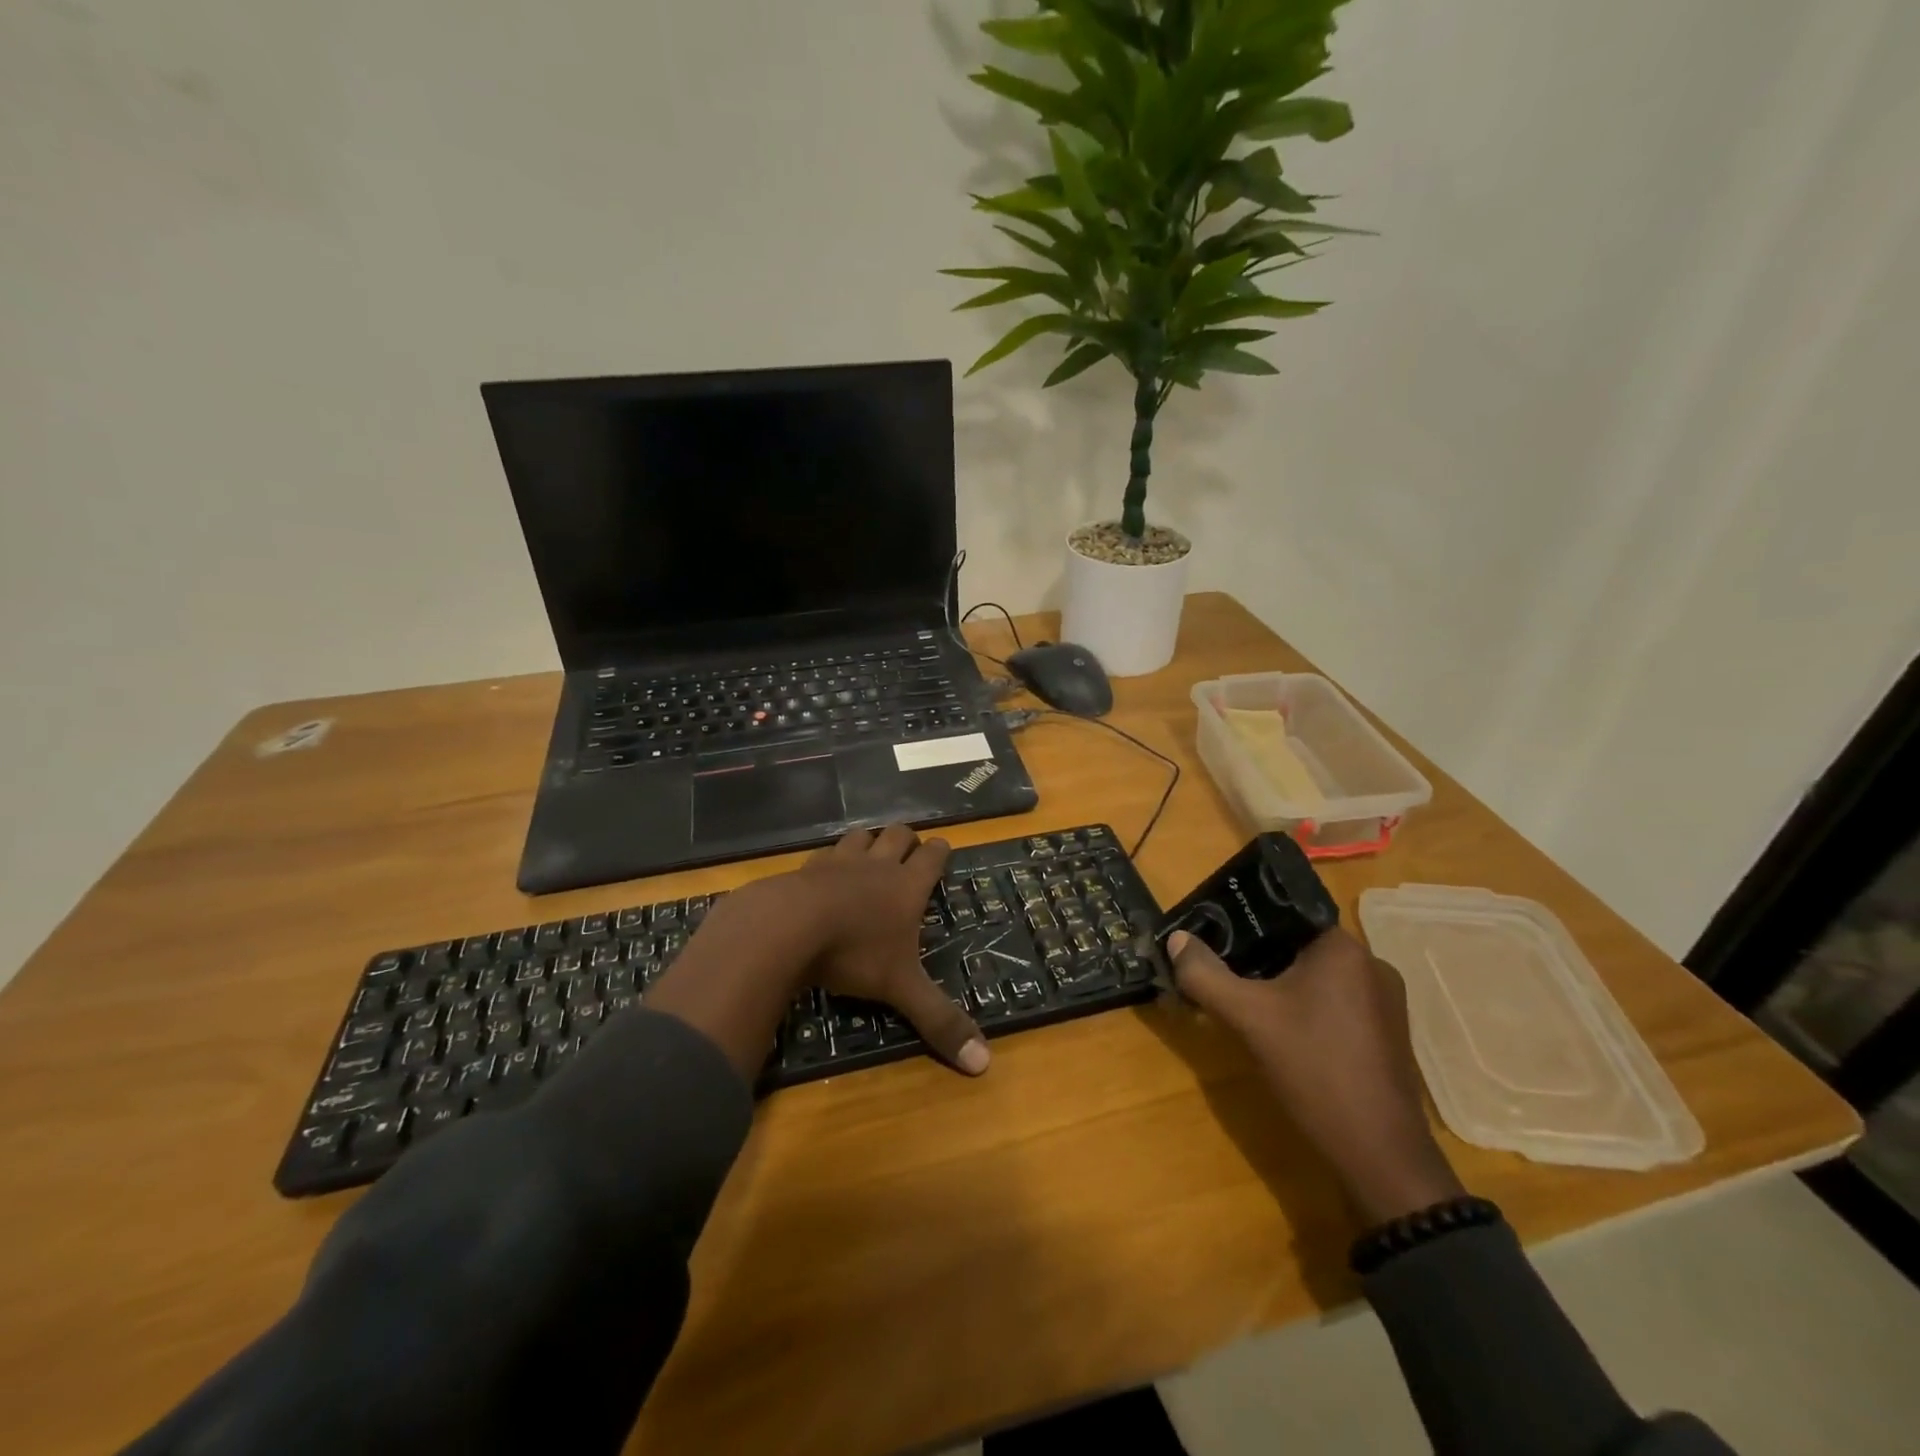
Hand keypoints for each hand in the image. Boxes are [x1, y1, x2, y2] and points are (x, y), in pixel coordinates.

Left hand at [791, 826, 989, 1074]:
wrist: (787, 927)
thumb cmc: (854, 953)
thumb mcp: (900, 989)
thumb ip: (939, 1020)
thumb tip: (984, 1063)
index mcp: (907, 886)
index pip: (932, 856)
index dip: (940, 852)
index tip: (942, 850)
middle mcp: (877, 866)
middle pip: (898, 835)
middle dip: (906, 840)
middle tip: (909, 851)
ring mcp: (839, 862)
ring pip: (861, 836)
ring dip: (869, 841)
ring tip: (870, 853)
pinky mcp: (806, 867)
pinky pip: (824, 852)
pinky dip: (830, 858)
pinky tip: (824, 872)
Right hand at [1168, 926, 1463, 1224]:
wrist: (1379, 1154)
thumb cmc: (1314, 1070)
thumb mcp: (1248, 1018)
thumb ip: (1205, 974)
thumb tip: (1176, 940)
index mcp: (1344, 948)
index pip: (1286, 914)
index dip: (1246, 922)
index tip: (1215, 936)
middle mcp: (1371, 964)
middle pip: (1299, 946)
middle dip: (1258, 957)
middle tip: (1222, 971)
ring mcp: (1385, 1002)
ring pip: (1318, 977)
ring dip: (1281, 985)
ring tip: (1246, 1002)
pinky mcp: (1387, 1035)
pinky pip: (1336, 1003)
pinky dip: (1306, 1009)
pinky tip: (1283, 1034)